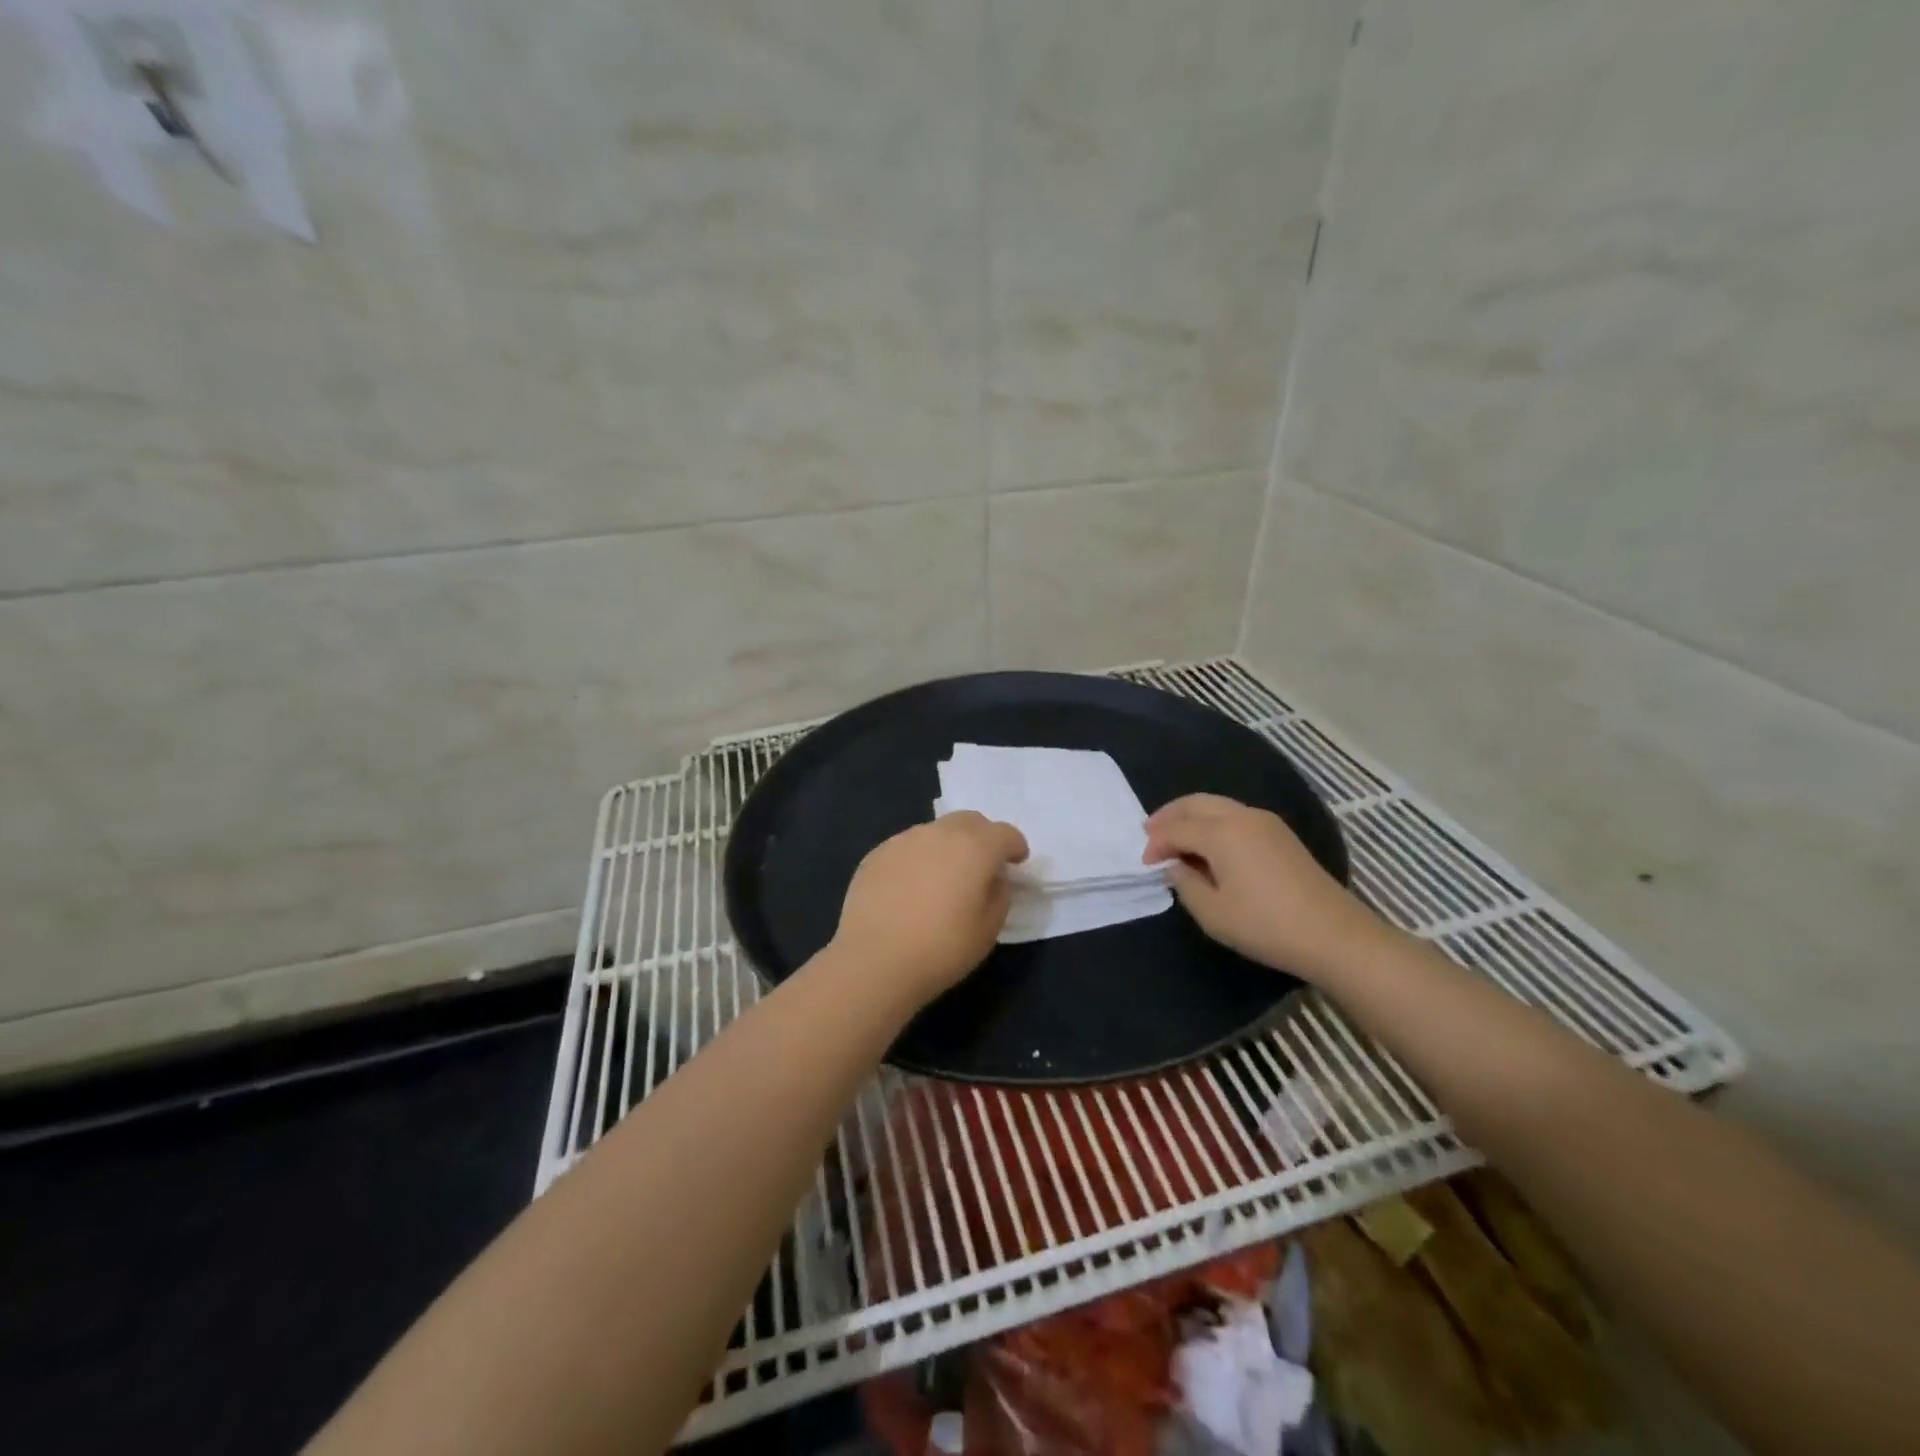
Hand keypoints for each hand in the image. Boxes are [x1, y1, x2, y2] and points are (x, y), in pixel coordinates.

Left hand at [830, 811, 1029, 1005]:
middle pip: (970, 821)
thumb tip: (993, 878)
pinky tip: (911, 889)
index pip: (1005, 833)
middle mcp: (940, 833)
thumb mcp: (988, 930)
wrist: (874, 961)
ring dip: (948, 846)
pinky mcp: (877, 854)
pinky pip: (908, 847)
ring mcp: (904, 840)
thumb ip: (999, 894)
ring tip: (943, 879)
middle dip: (982, 837)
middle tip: (983, 865)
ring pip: (936, 832)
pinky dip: (918, 859)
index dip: (1015, 846)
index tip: (1016, 862)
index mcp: (975, 847)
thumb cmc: (941, 949)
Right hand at [1142, 793, 1375, 977]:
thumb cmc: (1265, 925)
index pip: (1176, 829)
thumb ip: (1185, 884)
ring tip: (1175, 836)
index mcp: (1220, 832)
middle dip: (1169, 815)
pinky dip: (1213, 821)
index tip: (1144, 864)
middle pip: (1195, 803)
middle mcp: (1241, 816)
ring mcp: (1265, 822)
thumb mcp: (1213, 913)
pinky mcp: (1280, 834)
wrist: (1333, 934)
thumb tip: (1176, 866)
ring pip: (1217, 805)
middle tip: (1149, 831)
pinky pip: (1235, 815)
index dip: (1156, 844)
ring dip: (1191, 816)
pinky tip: (1208, 843)